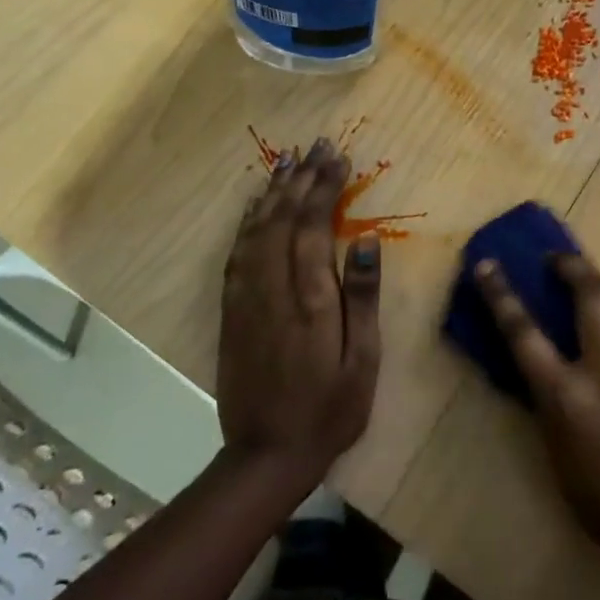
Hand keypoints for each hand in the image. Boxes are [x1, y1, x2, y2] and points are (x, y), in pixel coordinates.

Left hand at [217, 139, 381, 492]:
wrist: (265, 454)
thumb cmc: (329, 410)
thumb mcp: (362, 361)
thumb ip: (363, 299)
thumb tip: (368, 242)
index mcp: (310, 298)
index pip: (315, 225)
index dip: (325, 186)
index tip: (338, 157)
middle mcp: (273, 288)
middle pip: (283, 218)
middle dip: (301, 178)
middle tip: (316, 145)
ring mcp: (247, 298)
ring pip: (256, 230)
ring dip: (273, 192)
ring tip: (288, 163)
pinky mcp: (231, 311)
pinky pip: (237, 254)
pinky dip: (247, 222)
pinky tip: (255, 208)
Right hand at [477, 253, 599, 561]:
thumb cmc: (598, 497)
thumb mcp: (553, 445)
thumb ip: (545, 391)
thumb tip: (534, 350)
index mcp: (568, 397)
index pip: (524, 332)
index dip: (500, 294)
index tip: (486, 265)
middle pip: (590, 293)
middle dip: (571, 266)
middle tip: (558, 263)